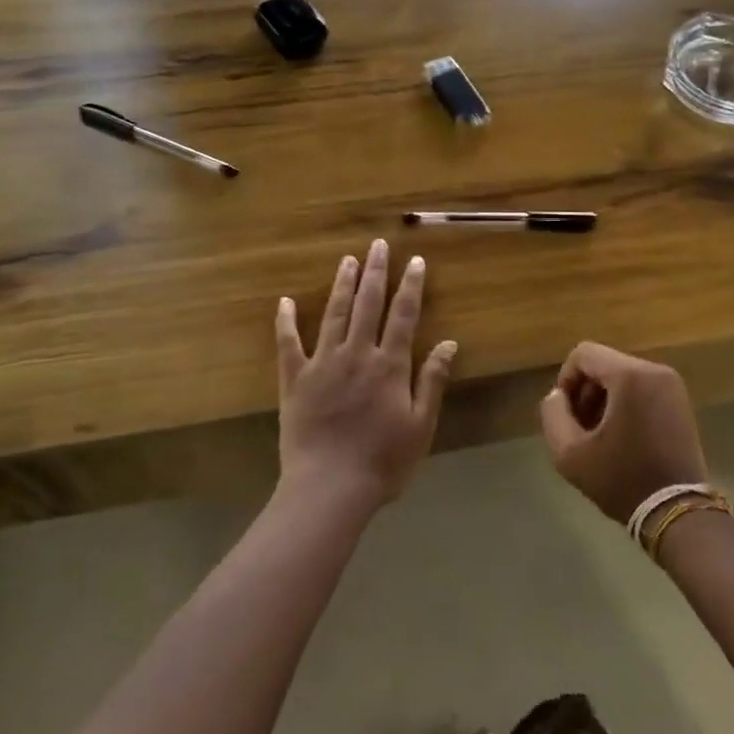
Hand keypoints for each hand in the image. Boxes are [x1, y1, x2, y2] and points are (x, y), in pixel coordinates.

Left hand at [275, 239, 457, 508]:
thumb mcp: (420, 425)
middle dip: (375, 272)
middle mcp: (356, 354)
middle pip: (368, 304)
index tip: (414, 261)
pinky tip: (285, 302)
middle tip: (377, 245)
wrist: (329, 488)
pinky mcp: (295, 379)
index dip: (410, 286)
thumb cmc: (383, 461)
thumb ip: (432, 380)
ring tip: (347, 260)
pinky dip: (286, 322)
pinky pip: (289, 344)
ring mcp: (323, 363)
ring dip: (341, 285)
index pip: (403, 315)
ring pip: (333, 314)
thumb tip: (448, 342)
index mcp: (389, 365)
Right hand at [539, 343, 707, 523]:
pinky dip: (625, 405)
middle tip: (580, 428)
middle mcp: (655, 371)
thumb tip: (558, 396)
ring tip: (599, 436)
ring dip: (604, 400)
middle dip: (585, 392)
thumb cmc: (622, 479)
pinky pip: (642, 389)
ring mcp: (672, 386)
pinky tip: (621, 438)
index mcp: (630, 375)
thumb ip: (553, 414)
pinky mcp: (680, 403)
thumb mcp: (570, 453)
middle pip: (604, 364)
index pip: (583, 354)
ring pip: (623, 377)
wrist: (678, 513)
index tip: (564, 413)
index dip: (565, 379)